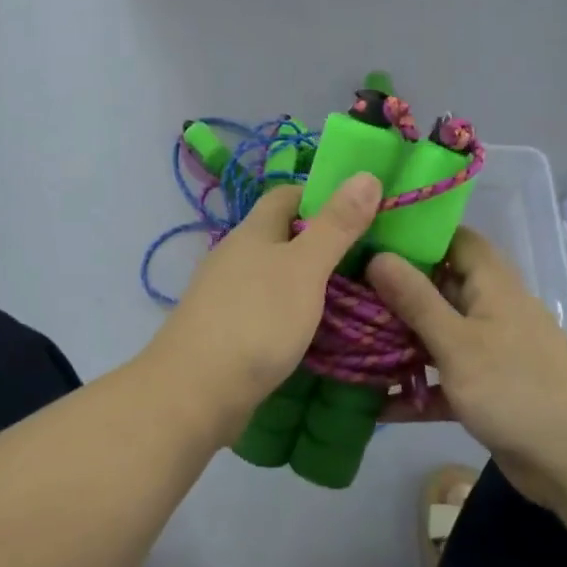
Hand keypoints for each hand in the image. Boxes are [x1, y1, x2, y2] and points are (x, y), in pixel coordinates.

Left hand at [145, 174, 383, 445]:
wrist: (195, 392)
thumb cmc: (255, 320)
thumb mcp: (305, 269)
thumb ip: (336, 226)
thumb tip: (366, 174)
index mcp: (252, 232)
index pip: (287, 195)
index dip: (323, 196)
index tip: (362, 212)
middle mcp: (236, 256)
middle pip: (282, 236)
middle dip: (323, 243)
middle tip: (371, 259)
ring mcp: (227, 296)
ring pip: (276, 276)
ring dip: (309, 282)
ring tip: (355, 296)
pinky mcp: (227, 332)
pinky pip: (268, 310)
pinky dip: (294, 314)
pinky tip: (317, 331)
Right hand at [367, 228, 566, 510]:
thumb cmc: (516, 389)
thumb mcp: (458, 343)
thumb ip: (416, 300)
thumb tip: (378, 255)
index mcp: (492, 285)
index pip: (456, 239)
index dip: (417, 234)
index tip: (370, 237)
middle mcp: (490, 310)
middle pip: (439, 287)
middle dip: (395, 291)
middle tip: (345, 292)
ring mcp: (489, 351)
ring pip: (436, 335)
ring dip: (399, 341)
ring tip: (347, 341)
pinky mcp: (485, 389)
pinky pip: (442, 379)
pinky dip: (415, 388)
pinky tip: (374, 403)